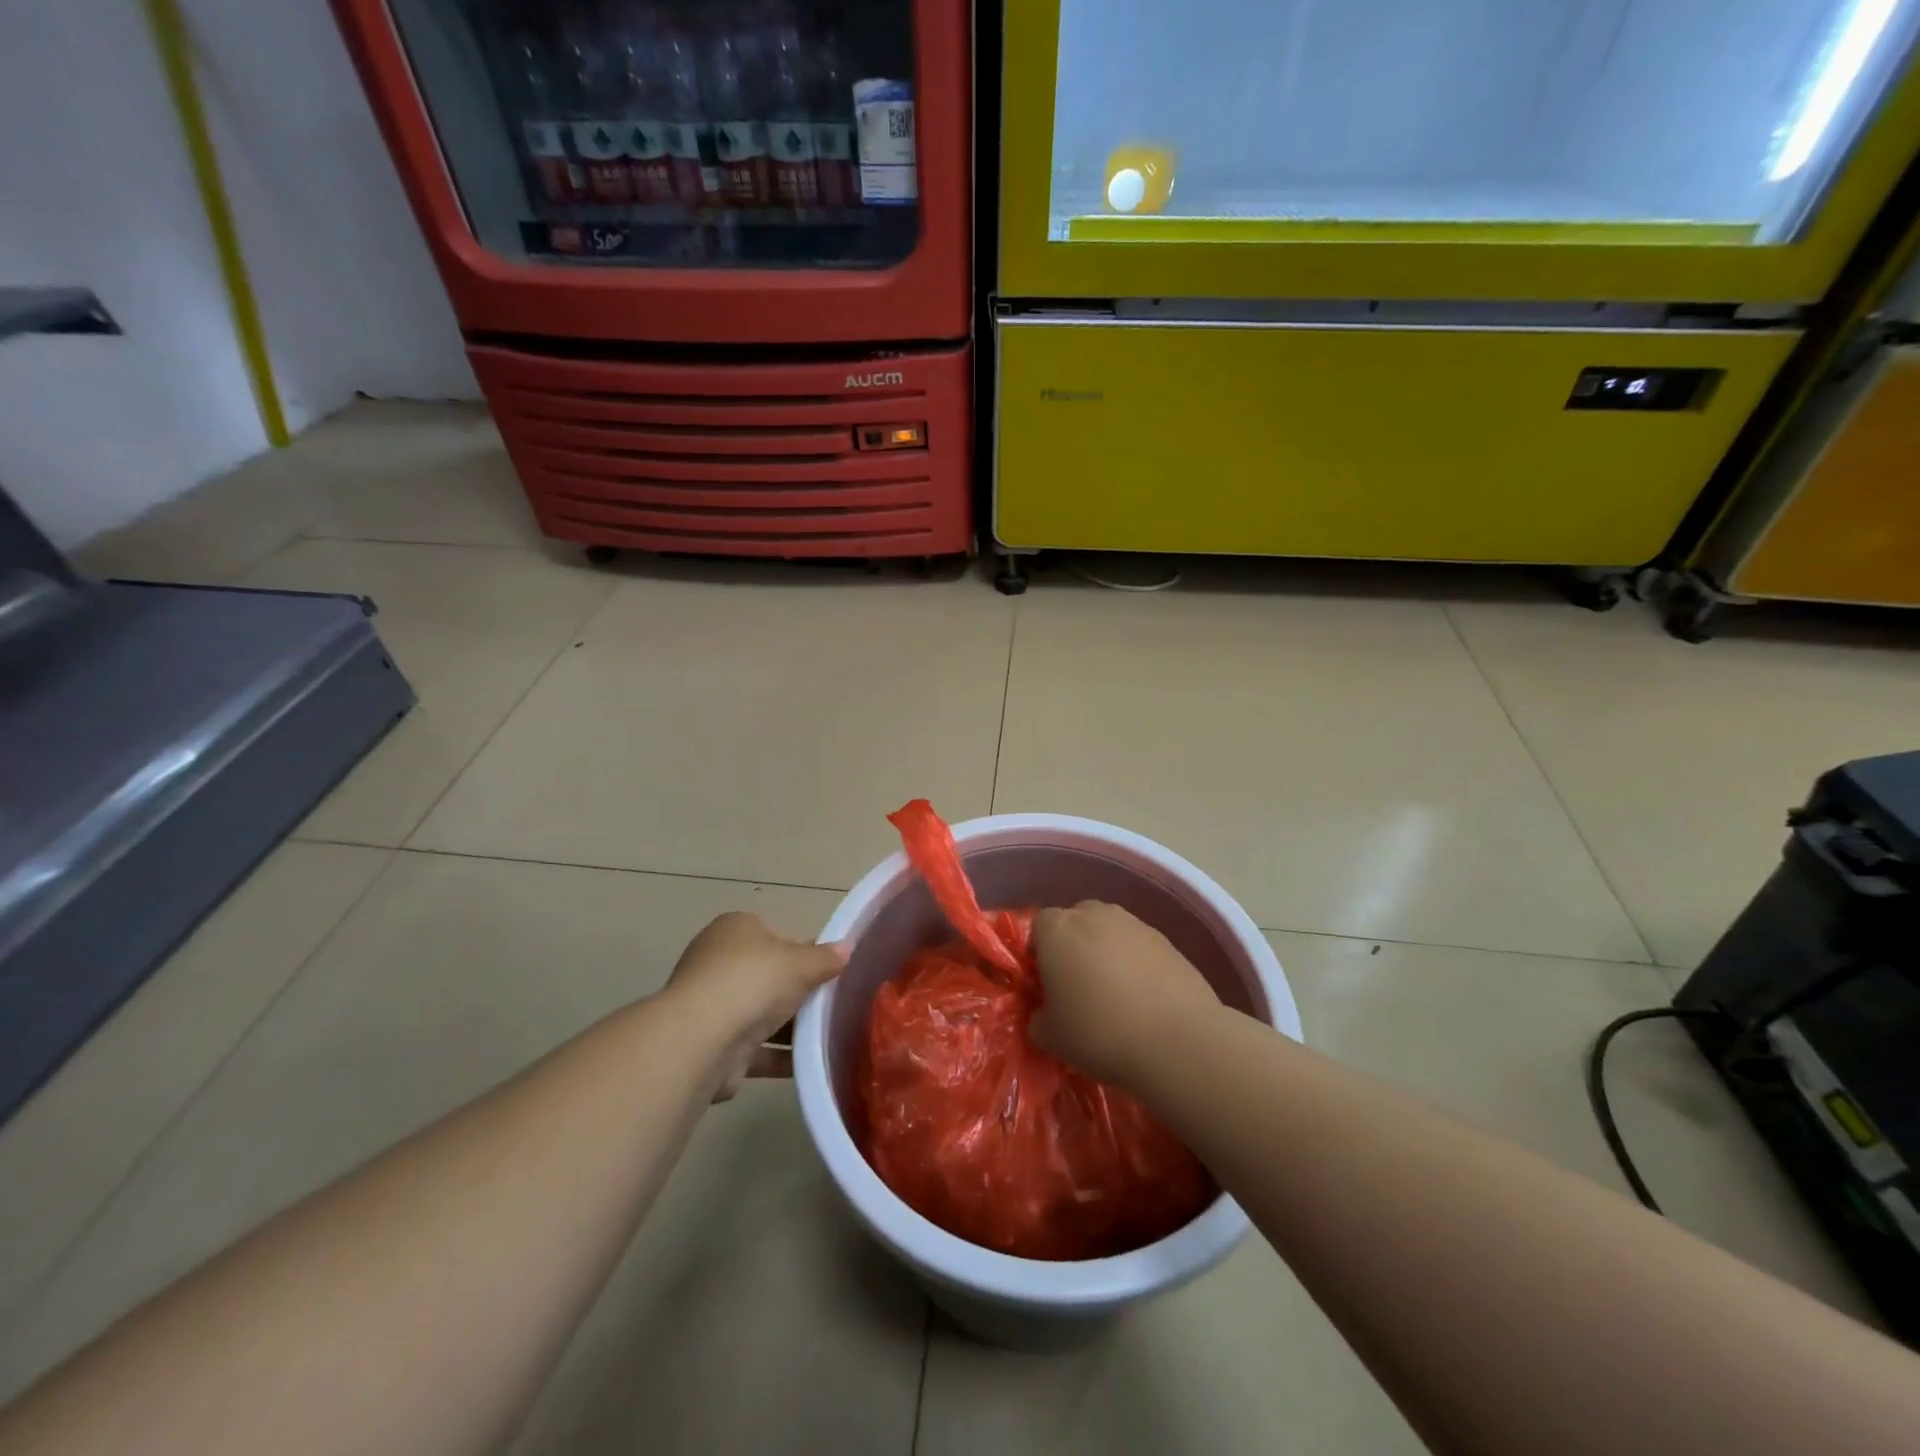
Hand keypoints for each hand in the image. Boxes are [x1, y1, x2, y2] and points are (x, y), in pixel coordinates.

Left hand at [666, 912, 846, 1100]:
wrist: (701, 1040)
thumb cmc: (753, 981)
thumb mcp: (801, 963)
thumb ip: (825, 958)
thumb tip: (847, 948)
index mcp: (735, 930)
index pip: (774, 935)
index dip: (802, 951)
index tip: (826, 969)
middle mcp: (717, 963)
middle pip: (767, 976)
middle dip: (795, 991)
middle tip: (831, 1003)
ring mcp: (711, 1006)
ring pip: (759, 1013)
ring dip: (788, 1027)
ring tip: (827, 1036)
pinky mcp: (711, 1046)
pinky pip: (754, 1049)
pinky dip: (778, 1057)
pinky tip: (807, 1063)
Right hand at [1027, 902, 1221, 1089]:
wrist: (1177, 1040)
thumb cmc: (1100, 1033)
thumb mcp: (1051, 1038)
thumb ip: (1038, 1018)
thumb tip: (1044, 1013)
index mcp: (1057, 930)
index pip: (1038, 926)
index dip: (1040, 952)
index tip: (1046, 982)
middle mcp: (1093, 915)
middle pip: (1075, 921)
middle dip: (1073, 945)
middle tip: (1078, 986)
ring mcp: (1133, 923)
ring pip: (1109, 930)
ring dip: (1106, 952)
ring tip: (1115, 993)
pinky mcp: (1166, 939)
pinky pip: (1138, 945)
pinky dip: (1136, 962)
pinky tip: (1144, 997)